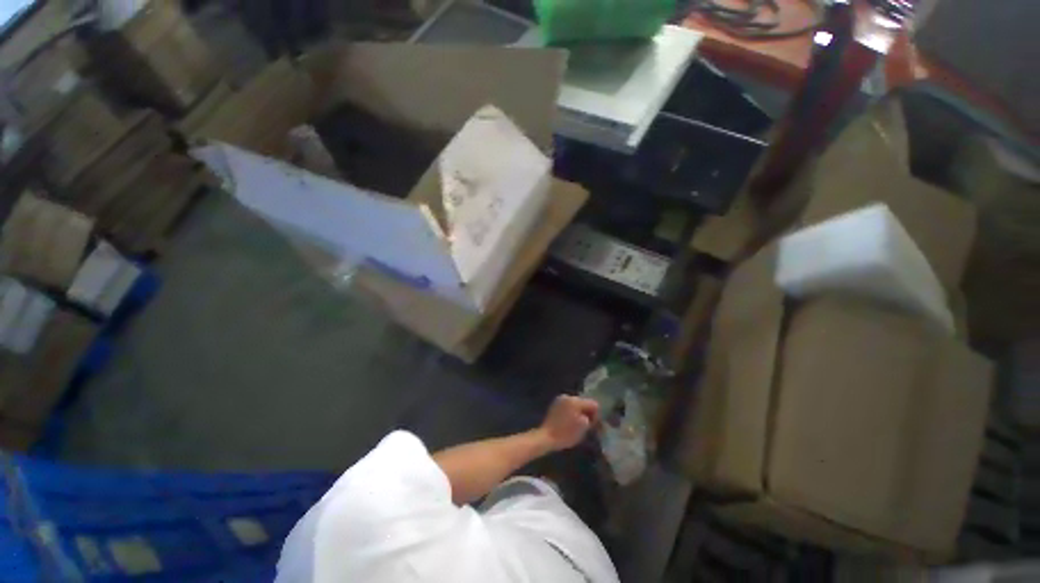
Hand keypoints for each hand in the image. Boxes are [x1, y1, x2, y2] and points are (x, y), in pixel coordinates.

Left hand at [539, 395, 599, 451]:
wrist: (546, 437)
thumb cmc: (566, 434)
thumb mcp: (583, 428)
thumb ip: (590, 419)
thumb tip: (591, 416)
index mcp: (575, 401)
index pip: (593, 404)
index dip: (596, 414)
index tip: (594, 425)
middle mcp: (568, 396)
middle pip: (584, 402)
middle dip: (587, 412)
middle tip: (587, 425)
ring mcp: (560, 399)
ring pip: (576, 404)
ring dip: (579, 412)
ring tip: (577, 424)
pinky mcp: (555, 404)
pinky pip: (568, 405)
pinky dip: (571, 412)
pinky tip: (569, 421)